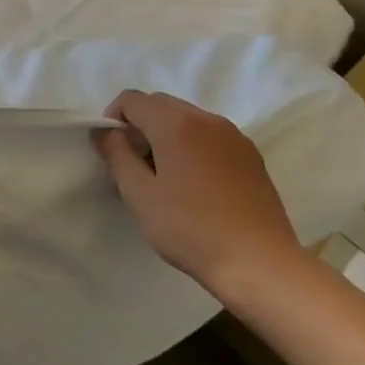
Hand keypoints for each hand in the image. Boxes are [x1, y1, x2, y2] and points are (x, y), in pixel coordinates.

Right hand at [94, 90, 302, 294]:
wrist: (259, 264)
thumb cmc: (190, 230)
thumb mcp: (139, 194)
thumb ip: (116, 154)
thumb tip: (105, 131)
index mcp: (176, 125)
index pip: (132, 99)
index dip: (113, 118)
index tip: (112, 151)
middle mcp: (207, 119)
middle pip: (160, 103)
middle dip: (140, 124)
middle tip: (135, 164)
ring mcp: (234, 136)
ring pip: (187, 118)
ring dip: (166, 134)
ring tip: (165, 176)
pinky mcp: (251, 155)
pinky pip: (210, 135)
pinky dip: (192, 145)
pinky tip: (195, 184)